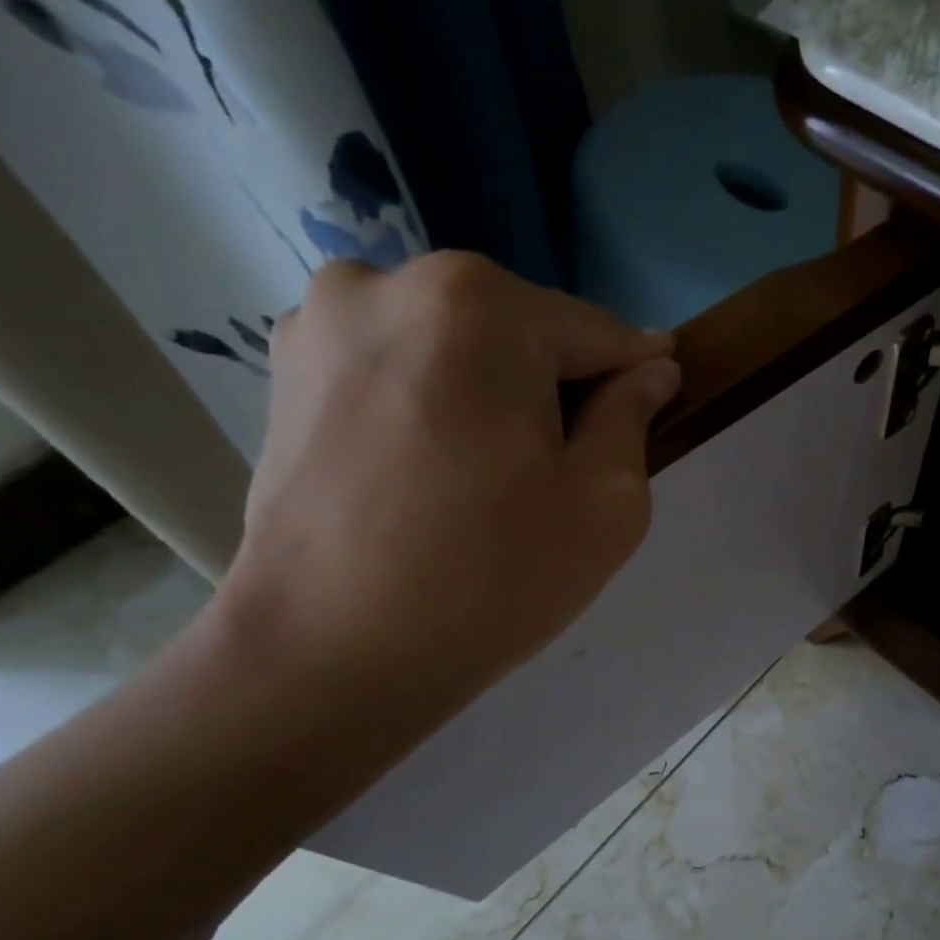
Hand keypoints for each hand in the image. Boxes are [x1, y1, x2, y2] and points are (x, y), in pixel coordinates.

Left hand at [217, 251, 680, 716]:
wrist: (328, 656)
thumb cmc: (491, 578)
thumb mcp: (604, 502)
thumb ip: (633, 416)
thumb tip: (651, 370)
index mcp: (479, 304)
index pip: (596, 331)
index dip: (635, 378)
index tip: (653, 416)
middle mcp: (390, 283)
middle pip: (522, 331)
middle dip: (556, 388)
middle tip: (561, 471)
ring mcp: (321, 321)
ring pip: (458, 346)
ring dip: (493, 393)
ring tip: (490, 477)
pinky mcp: (285, 370)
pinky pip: (399, 368)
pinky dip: (434, 403)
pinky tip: (433, 473)